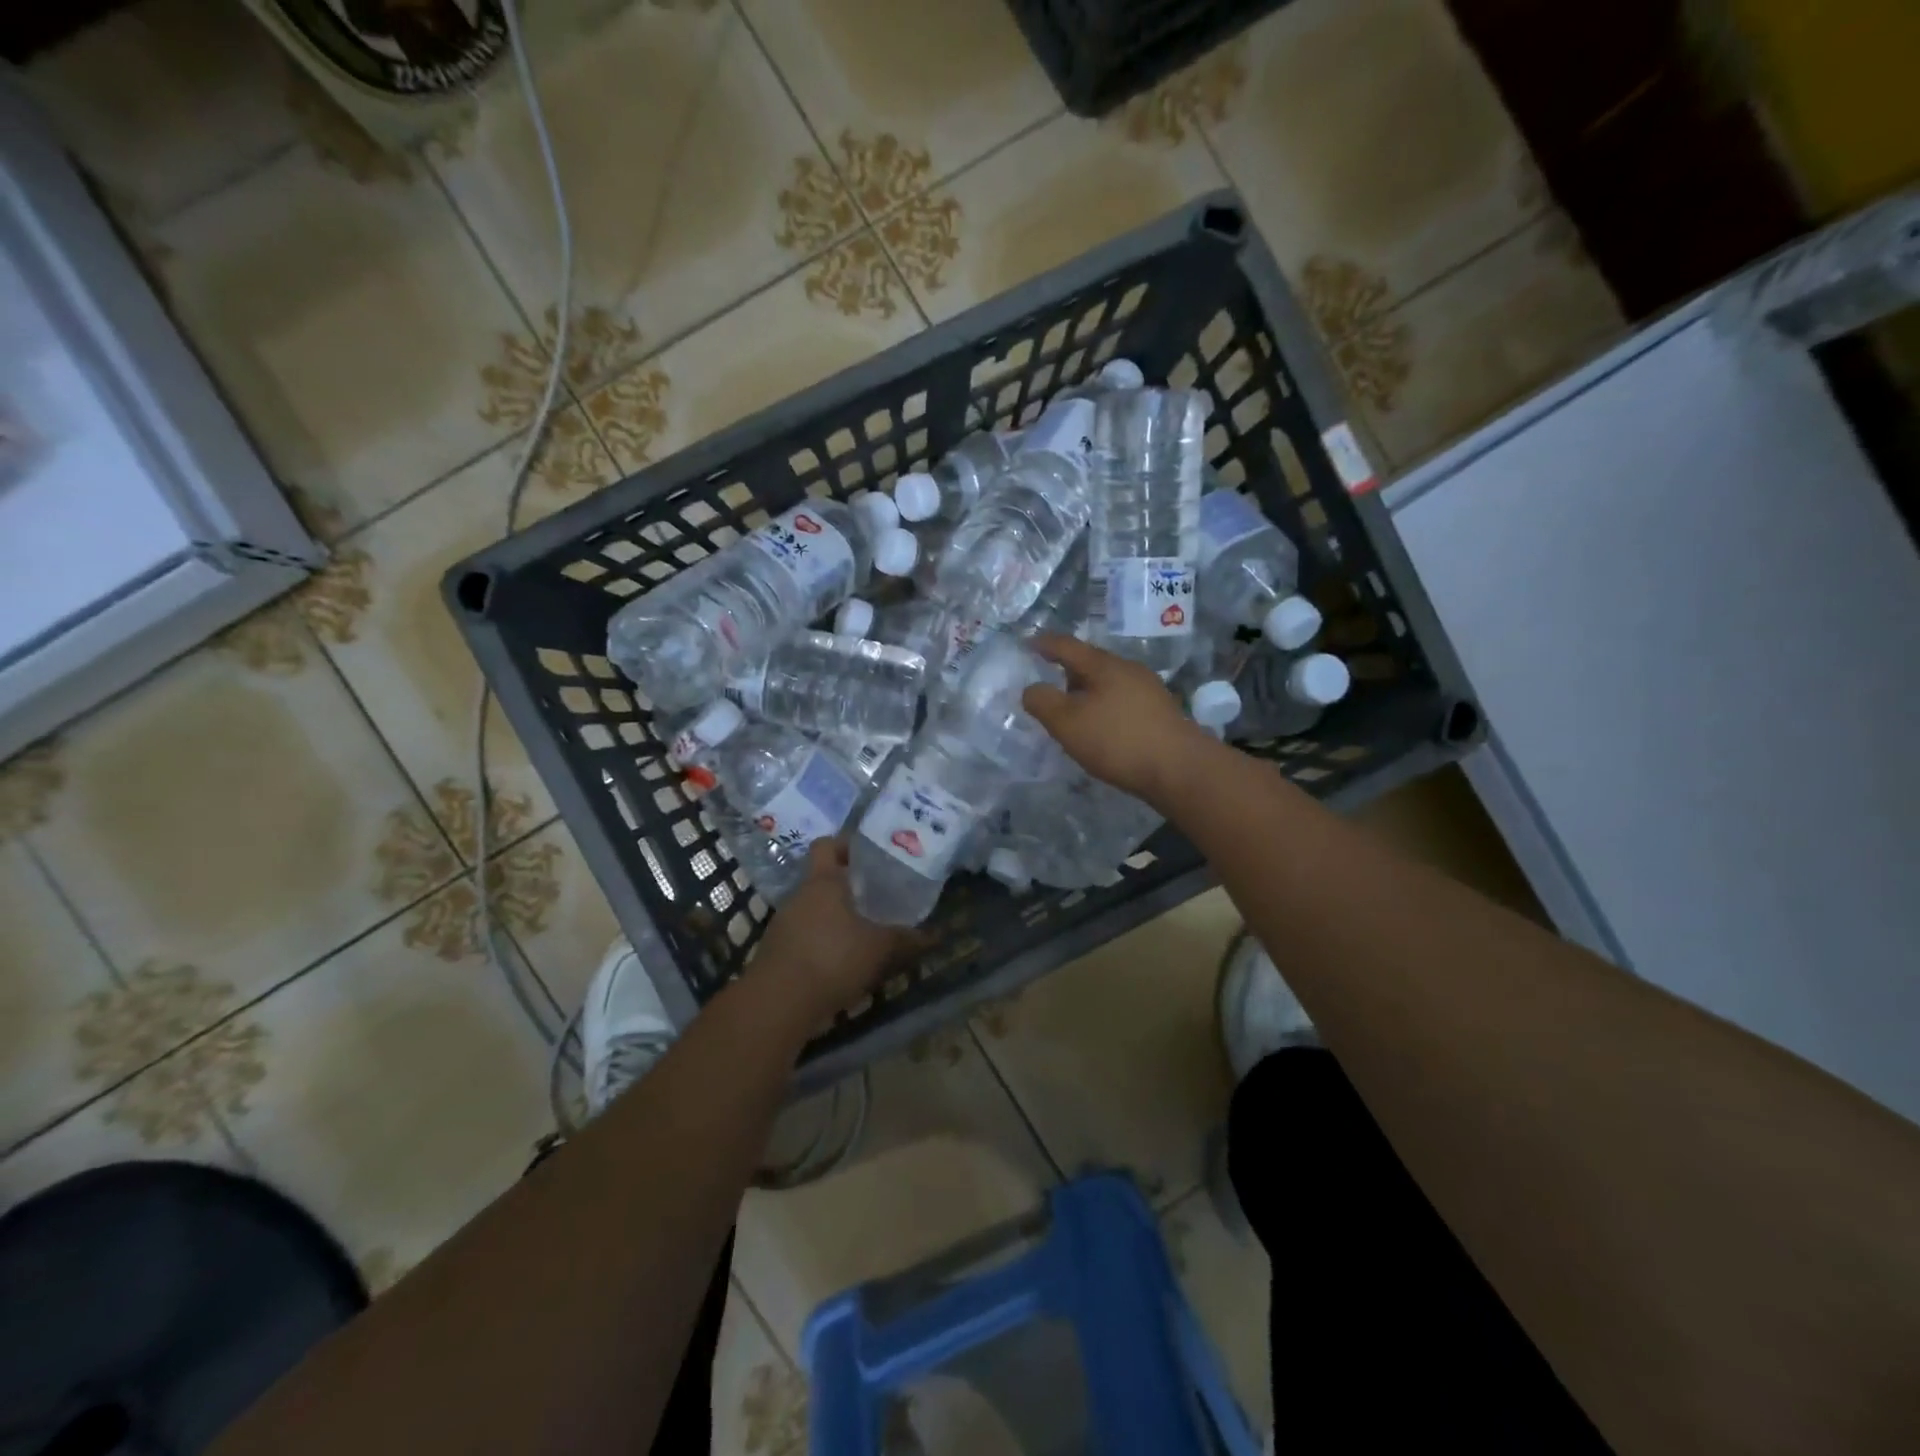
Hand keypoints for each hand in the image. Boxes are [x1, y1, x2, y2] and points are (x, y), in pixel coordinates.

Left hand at [752, 838, 920, 1021]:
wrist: (777, 1003)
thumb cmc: (832, 959)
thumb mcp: (879, 949)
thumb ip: (906, 940)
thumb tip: (935, 936)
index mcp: (823, 882)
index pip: (827, 844)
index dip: (846, 845)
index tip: (869, 856)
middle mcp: (799, 895)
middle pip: (822, 879)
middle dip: (847, 887)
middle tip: (876, 897)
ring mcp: (783, 923)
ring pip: (814, 910)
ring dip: (835, 918)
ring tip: (863, 932)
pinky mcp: (776, 951)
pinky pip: (804, 936)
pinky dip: (822, 943)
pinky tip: (841, 962)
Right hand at [1021, 633, 1217, 805]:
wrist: (1180, 769)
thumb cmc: (1117, 740)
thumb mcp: (1067, 722)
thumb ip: (1042, 702)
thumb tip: (1031, 689)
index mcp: (1103, 665)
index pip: (1067, 646)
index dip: (1045, 644)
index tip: (1028, 644)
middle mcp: (1128, 670)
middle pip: (1091, 663)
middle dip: (1068, 672)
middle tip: (1049, 687)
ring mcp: (1149, 690)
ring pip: (1109, 683)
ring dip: (1088, 693)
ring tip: (1073, 713)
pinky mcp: (1160, 713)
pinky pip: (1123, 701)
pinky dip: (1105, 708)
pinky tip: (1102, 729)